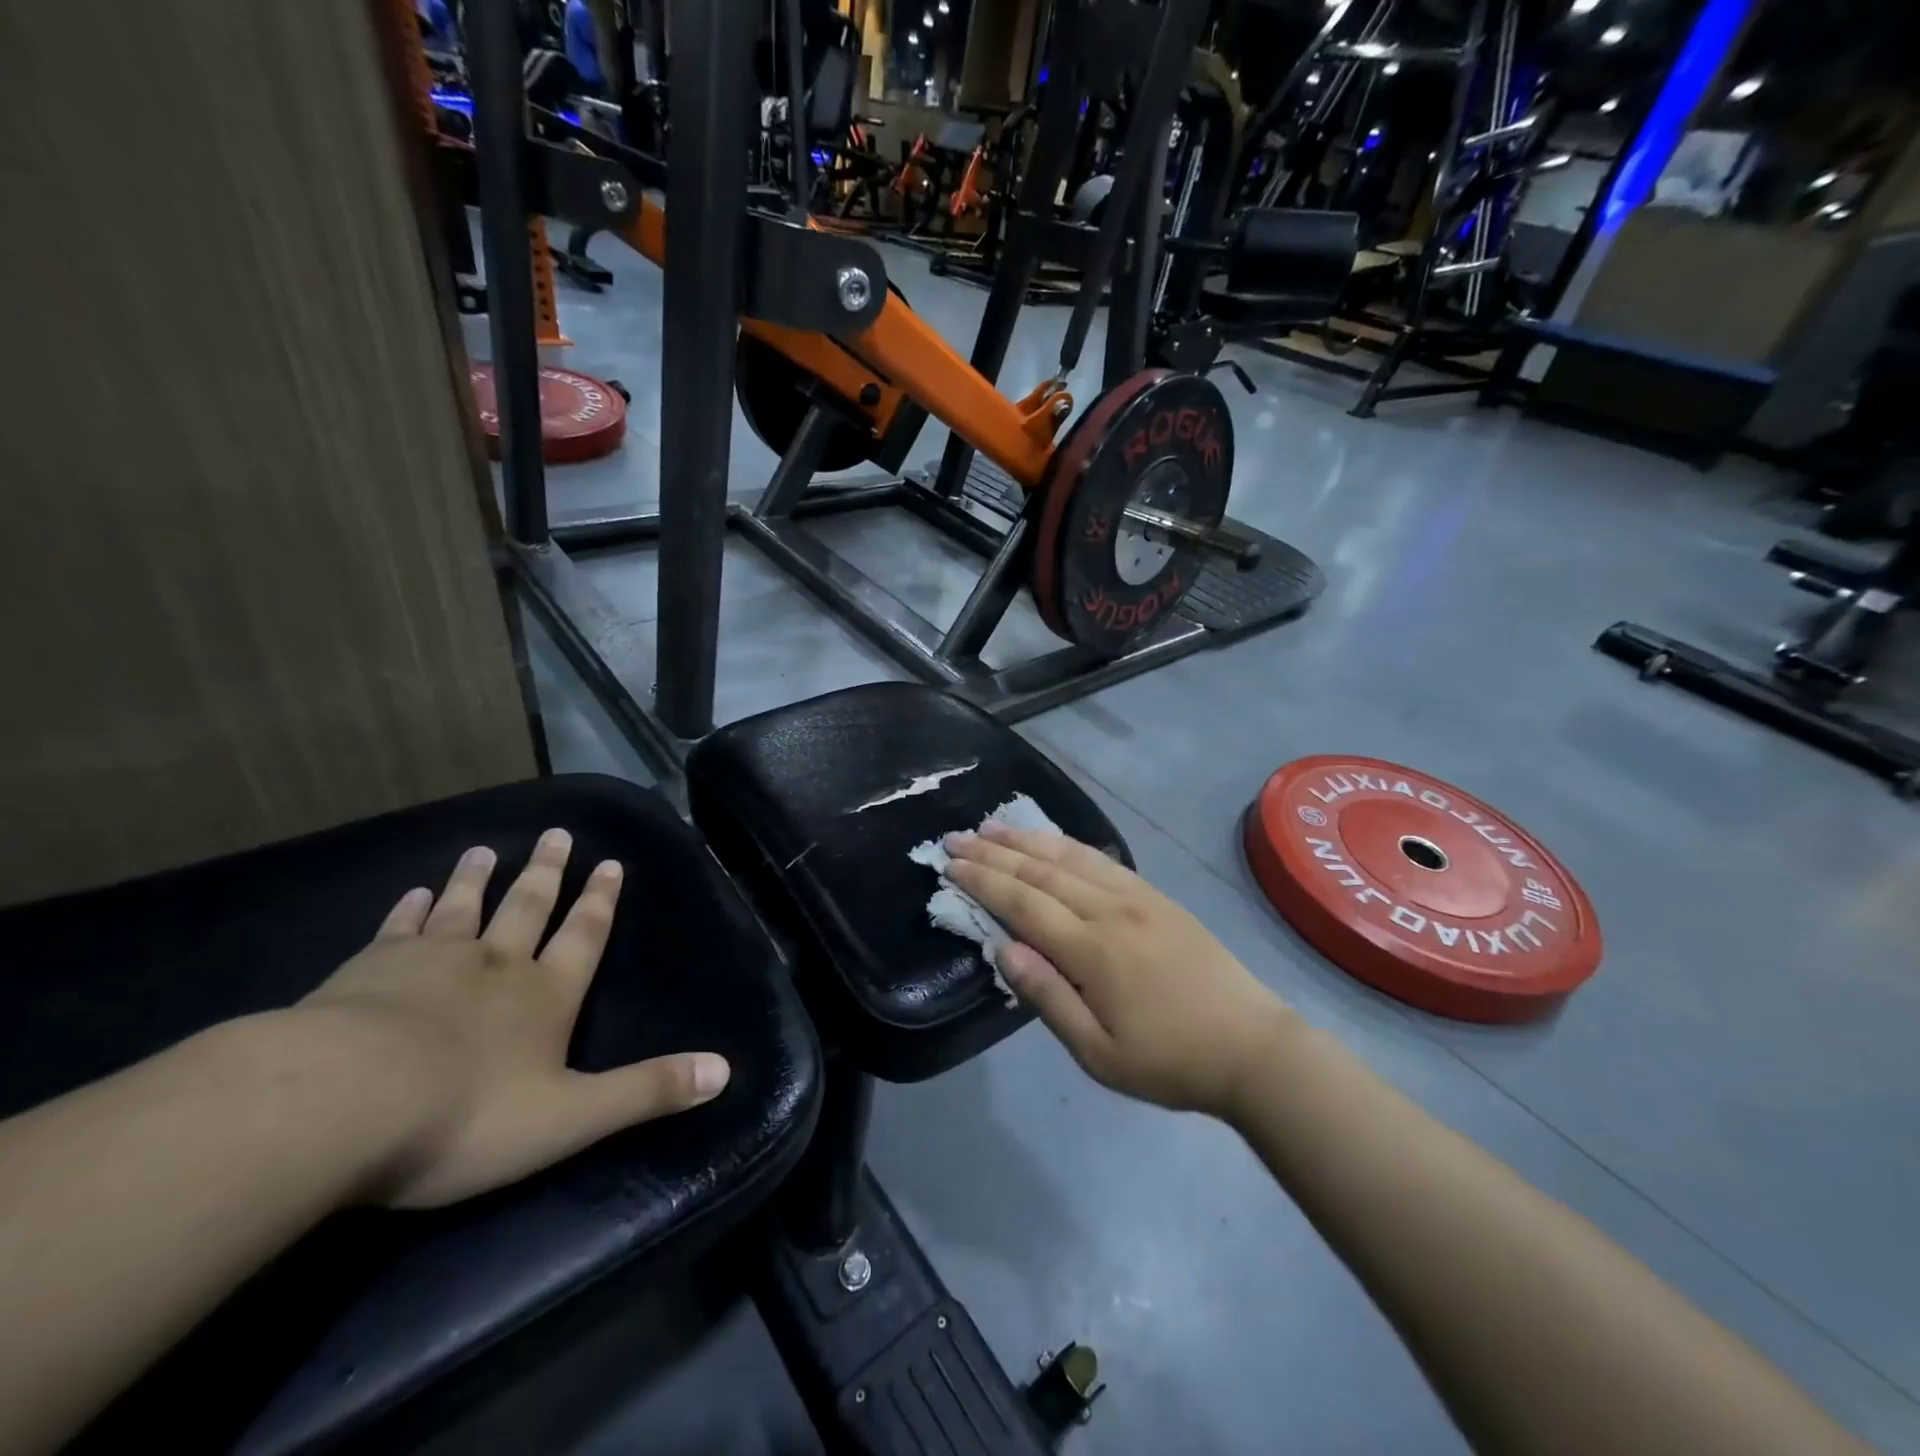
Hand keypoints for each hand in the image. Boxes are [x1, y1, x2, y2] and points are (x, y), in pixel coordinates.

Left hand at [297, 829, 729, 1207]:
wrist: (339, 1106)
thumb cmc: (465, 1116)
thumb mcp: (571, 1118)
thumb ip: (647, 1092)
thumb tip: (725, 1070)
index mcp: (546, 996)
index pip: (584, 936)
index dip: (600, 901)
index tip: (610, 863)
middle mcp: (497, 966)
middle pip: (528, 908)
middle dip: (547, 873)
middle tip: (557, 834)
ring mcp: (430, 963)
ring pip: (463, 909)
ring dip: (478, 879)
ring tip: (487, 849)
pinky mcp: (367, 972)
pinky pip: (397, 930)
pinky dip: (408, 909)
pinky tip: (412, 893)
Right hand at [943, 824, 1293, 1120]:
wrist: (1252, 1048)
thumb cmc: (1170, 1060)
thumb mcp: (1099, 1053)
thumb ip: (1048, 997)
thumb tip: (1003, 948)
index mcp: (1093, 950)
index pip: (1023, 903)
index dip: (983, 881)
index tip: (950, 863)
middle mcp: (1110, 910)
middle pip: (1041, 871)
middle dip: (994, 851)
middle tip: (956, 835)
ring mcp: (1137, 897)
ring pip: (1070, 857)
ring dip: (1026, 838)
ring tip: (992, 825)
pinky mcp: (1156, 896)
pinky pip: (1102, 859)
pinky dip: (1067, 844)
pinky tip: (1051, 839)